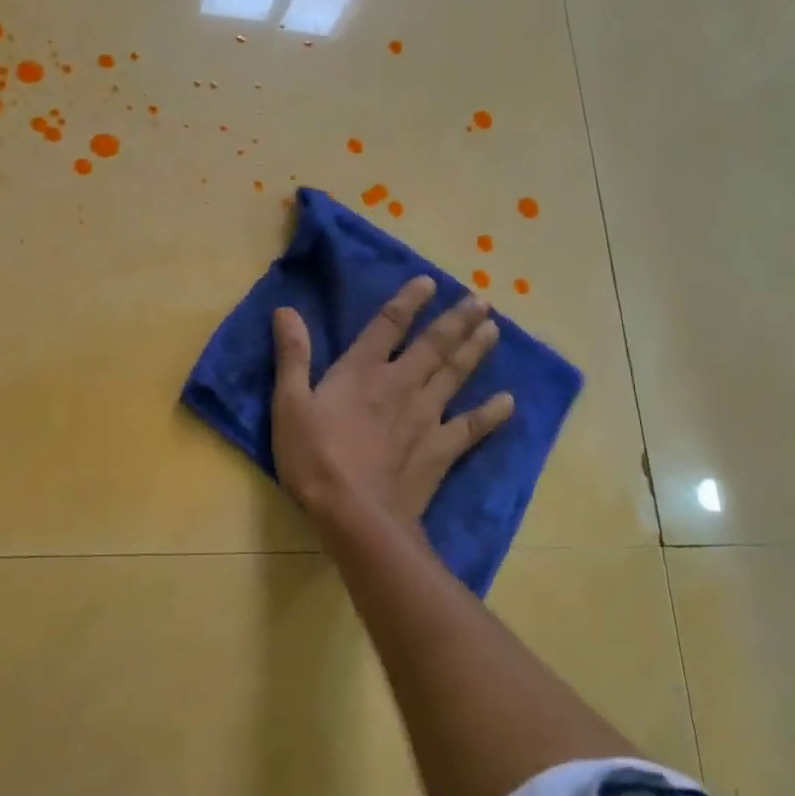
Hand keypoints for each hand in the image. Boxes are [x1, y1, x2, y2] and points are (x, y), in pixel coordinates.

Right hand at [271, 276, 513, 527]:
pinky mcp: (440, 449)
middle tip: (480, 301)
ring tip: (493, 330)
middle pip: (434, 346)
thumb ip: (292, 356)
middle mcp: (400, 384)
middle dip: (457, 320)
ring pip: (456, 376)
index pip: (388, 325)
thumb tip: (286, 310)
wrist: (355, 514)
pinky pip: (472, 427)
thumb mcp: (290, 404)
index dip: (408, 302)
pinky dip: (491, 414)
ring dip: (475, 351)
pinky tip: (508, 402)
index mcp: (362, 371)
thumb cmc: (315, 458)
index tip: (429, 282)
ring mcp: (426, 416)